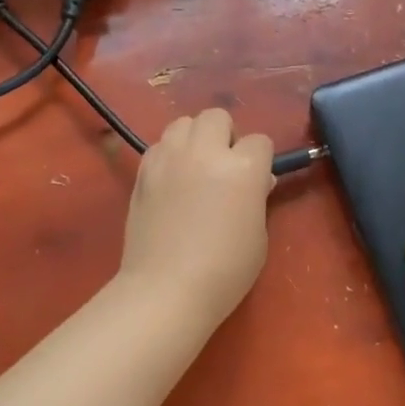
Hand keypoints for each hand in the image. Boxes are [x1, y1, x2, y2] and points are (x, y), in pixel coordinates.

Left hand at [118, 108, 274, 325]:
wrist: (166, 289)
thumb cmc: (225, 271)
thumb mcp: (258, 235)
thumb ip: (257, 198)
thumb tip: (256, 181)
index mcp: (242, 168)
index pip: (259, 141)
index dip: (260, 160)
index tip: (256, 181)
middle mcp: (204, 152)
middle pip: (217, 117)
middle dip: (226, 136)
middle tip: (224, 168)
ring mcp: (169, 158)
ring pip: (183, 123)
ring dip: (195, 139)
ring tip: (195, 168)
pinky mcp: (143, 171)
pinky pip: (160, 145)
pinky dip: (169, 154)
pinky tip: (171, 181)